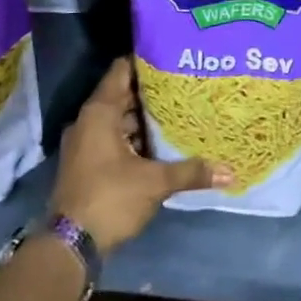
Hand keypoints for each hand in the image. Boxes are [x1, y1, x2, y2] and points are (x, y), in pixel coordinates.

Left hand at [49, 58, 230, 253]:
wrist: (70, 245)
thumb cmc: (110, 198)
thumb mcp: (154, 182)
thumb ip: (190, 171)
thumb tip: (229, 171)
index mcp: (99, 113)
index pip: (121, 71)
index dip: (145, 60)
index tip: (172, 55)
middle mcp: (89, 122)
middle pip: (123, 95)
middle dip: (152, 91)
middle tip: (185, 83)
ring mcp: (86, 143)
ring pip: (119, 119)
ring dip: (145, 117)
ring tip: (179, 110)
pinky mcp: (88, 163)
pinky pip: (115, 138)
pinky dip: (136, 137)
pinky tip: (162, 142)